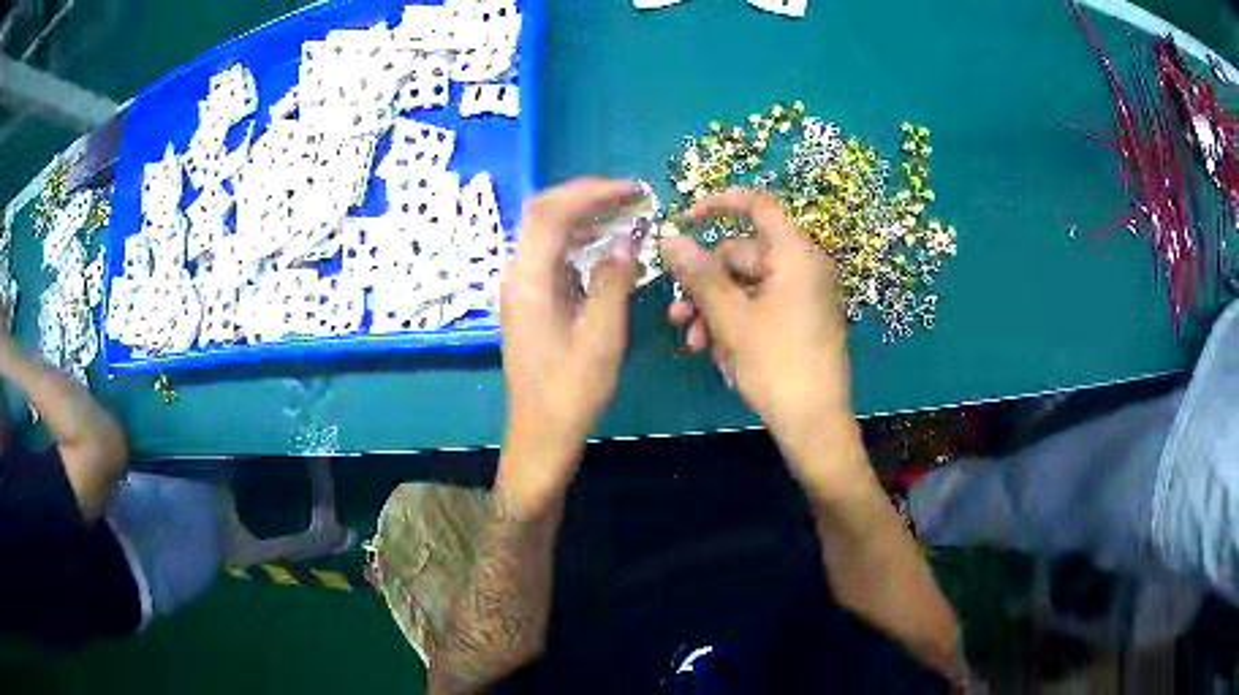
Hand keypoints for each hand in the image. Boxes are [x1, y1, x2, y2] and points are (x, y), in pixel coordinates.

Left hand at [498, 179, 641, 515]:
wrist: (540, 435)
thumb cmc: (570, 393)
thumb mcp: (601, 338)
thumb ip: (613, 282)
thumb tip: (628, 241)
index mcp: (528, 280)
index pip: (551, 212)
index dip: (591, 192)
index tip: (633, 190)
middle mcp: (518, 275)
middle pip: (544, 214)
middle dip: (588, 198)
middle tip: (633, 197)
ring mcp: (521, 288)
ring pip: (548, 233)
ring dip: (586, 217)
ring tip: (628, 214)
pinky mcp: (531, 301)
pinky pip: (554, 256)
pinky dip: (581, 242)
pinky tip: (609, 247)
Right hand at [660, 188, 861, 495]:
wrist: (815, 425)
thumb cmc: (777, 365)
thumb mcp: (731, 318)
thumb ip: (699, 274)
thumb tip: (669, 238)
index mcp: (796, 255)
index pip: (757, 206)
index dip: (719, 204)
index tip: (684, 220)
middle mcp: (803, 268)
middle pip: (743, 255)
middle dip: (705, 284)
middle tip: (678, 315)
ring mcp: (803, 297)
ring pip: (746, 287)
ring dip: (714, 310)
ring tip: (694, 342)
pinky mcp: (799, 322)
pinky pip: (759, 308)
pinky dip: (735, 324)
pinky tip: (718, 355)